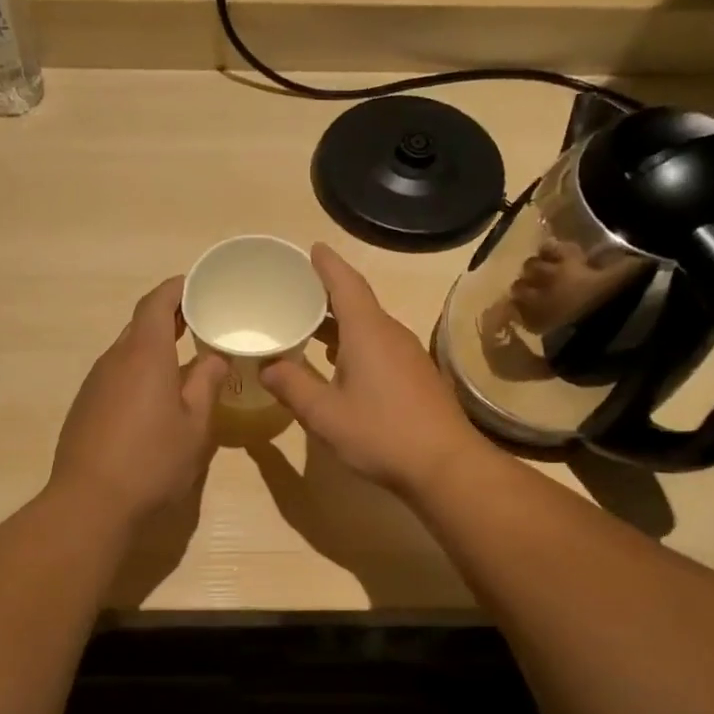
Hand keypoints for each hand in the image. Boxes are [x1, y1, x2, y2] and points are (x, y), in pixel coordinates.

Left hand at [50, 276, 228, 523]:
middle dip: (169, 318)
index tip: (199, 287)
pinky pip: (115, 376)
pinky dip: (138, 373)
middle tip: (200, 323)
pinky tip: (153, 400)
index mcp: (144, 354)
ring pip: (126, 352)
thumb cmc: (152, 461)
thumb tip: (214, 356)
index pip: (157, 302)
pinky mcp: (84, 407)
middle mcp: (114, 360)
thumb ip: (206, 383)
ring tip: (182, 361)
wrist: (90, 503)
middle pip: (140, 325)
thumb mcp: (195, 425)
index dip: (177, 289)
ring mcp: (94, 384)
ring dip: (153, 349)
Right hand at [260, 243, 481, 496]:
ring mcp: (408, 355)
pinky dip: (355, 344)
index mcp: (368, 332)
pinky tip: (340, 364)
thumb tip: (268, 367)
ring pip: (369, 327)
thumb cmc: (381, 433)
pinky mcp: (416, 377)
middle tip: (296, 292)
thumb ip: (292, 386)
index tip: (312, 248)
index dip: (327, 265)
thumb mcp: (324, 414)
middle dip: (327, 294)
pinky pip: (380, 346)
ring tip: (310, 327)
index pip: (346, 284)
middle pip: (357, 302)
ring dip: (340, 323)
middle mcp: (391, 334)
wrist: (445, 465)